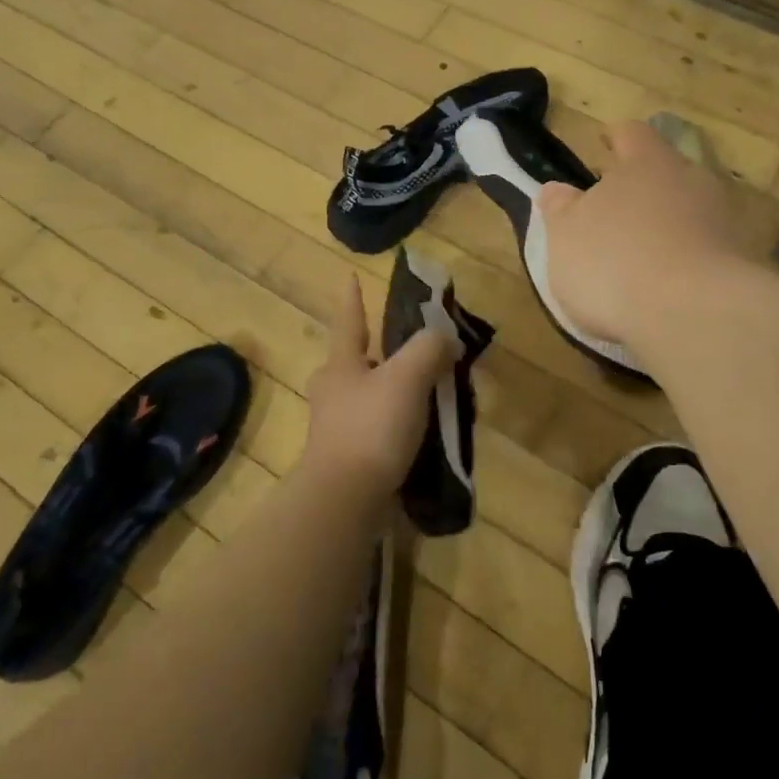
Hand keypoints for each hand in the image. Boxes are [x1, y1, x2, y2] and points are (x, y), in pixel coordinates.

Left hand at [303, 274, 460, 500]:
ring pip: (367, 397)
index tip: (350, 277)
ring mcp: (336, 428)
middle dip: (375, 352)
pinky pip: (375, 430)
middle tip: (405, 349)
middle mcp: (332, 392)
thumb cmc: (371, 427)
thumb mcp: (407, 377)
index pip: (349, 321)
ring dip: (391, 391)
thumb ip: (429, 349)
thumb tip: (446, 340)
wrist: (344, 501)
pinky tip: (419, 433)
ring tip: (425, 393)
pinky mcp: (347, 459)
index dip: (353, 298)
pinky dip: (395, 424)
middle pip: (354, 361)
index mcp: (341, 365)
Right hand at [537, 120, 748, 358]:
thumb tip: (556, 190)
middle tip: (615, 209)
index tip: (604, 142)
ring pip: (687, 212)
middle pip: (665, 172)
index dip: (616, 138)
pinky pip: (703, 252)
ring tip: (638, 256)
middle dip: (642, 188)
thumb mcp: (566, 236)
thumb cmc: (615, 262)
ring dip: (665, 227)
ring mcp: (721, 222)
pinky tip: (665, 289)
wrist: (696, 316)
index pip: (632, 134)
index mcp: (646, 163)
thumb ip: (560, 209)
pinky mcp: (739, 264)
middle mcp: (690, 181)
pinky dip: (684, 262)